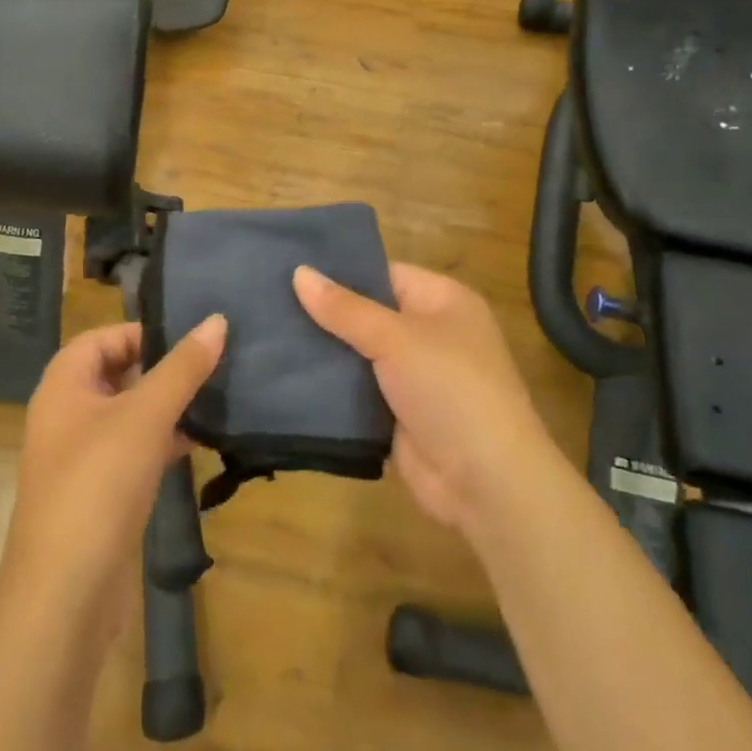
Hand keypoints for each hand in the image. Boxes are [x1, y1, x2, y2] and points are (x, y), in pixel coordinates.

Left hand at [1, 316, 225, 635]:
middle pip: (117, 373)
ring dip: (168, 406)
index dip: (143, 332)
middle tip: (212, 363)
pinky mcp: (100, 493)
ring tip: (216, 397)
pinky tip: (201, 441)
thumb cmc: (98, 484)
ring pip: (130, 414)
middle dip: (162, 368)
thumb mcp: (145, 416)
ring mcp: (82, 457)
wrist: (65, 595)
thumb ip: (183, 367)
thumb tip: (217, 320)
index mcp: (63, 386)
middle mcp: (67, 415)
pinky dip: (164, 441)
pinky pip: (135, 451)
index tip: (189, 339)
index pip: (102, 337)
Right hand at [294, 264, 550, 534]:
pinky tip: (286, 376)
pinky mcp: (398, 414)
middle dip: (325, 313)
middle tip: (267, 302)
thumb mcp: (396, 338)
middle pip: (368, 314)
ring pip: (359, 355)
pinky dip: (331, 388)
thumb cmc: (449, 388)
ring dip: (324, 352)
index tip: (291, 269)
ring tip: (266, 335)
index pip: (384, 274)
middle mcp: (430, 333)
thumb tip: (299, 272)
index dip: (341, 272)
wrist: (485, 481)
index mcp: (442, 301)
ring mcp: (414, 377)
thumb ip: (345, 309)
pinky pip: (358, 392)